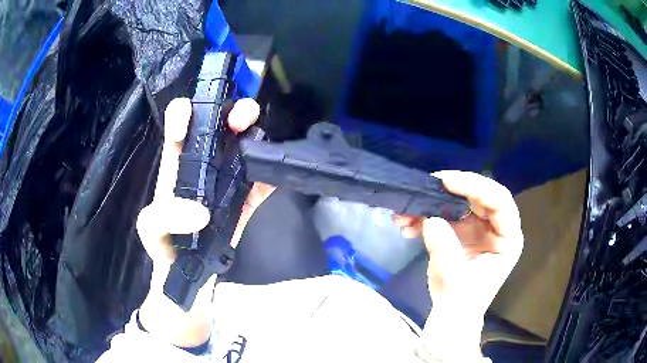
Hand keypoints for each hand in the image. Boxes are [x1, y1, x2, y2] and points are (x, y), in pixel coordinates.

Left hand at [136, 97, 273, 346]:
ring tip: (257, 136)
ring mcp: (228, 179)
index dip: (183, 113)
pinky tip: (275, 174)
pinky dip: (271, 174)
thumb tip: (200, 212)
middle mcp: (204, 162)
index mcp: (177, 161)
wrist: (189, 272)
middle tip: (240, 120)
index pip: (180, 123)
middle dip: (232, 111)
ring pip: (245, 144)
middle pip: (220, 123)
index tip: (187, 127)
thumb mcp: (150, 230)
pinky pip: (262, 181)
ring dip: (254, 132)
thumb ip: (162, 218)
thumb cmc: (165, 246)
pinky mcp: (247, 199)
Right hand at [394, 171, 522, 360]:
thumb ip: (444, 246)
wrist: (450, 314)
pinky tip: (408, 226)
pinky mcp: (463, 229)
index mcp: (507, 238)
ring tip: (406, 214)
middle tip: (424, 188)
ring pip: (459, 201)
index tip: (446, 182)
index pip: (499, 200)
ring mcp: (479, 226)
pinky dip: (425, 215)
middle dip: (450, 190)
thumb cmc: (459, 301)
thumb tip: (430, 218)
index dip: (475, 186)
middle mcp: (497, 227)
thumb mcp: (453, 277)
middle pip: (478, 195)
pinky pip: (445, 212)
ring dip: (431, 203)